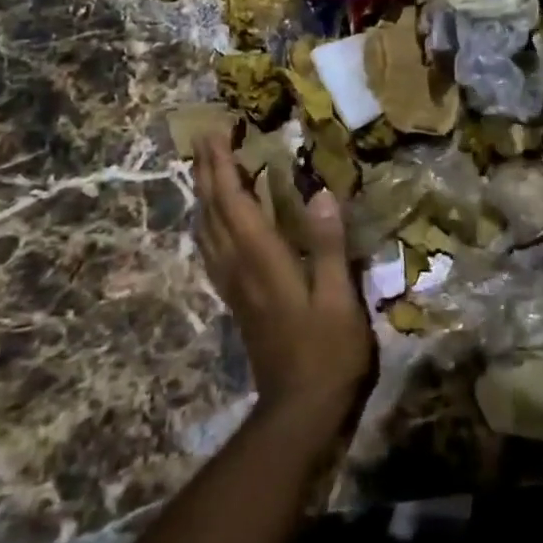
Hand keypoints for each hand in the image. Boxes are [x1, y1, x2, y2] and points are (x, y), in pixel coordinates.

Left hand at [192, 134, 373, 433]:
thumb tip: (322, 194)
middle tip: (204, 137)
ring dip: (203, 194)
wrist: (298, 410)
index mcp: (263, 261)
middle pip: (211, 212)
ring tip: (206, 168)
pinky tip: (215, 220)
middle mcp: (239, 268)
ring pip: (206, 231)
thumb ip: (329, 246)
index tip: (215, 132)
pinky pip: (212, 250)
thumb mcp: (339, 299)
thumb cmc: (327, 352)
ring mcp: (233, 286)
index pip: (234, 203)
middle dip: (206, 172)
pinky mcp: (236, 300)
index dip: (222, 166)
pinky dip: (209, 222)